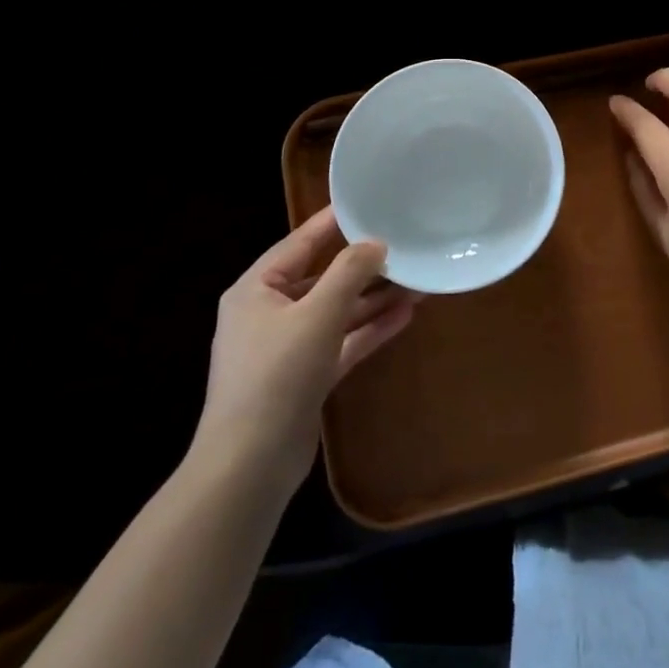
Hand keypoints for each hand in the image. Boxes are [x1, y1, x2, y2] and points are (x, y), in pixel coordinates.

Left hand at [189, 207, 420, 498]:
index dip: (334, 222)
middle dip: (365, 267)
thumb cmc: (277, 375)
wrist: (250, 464)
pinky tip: (405, 315)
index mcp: (256, 289)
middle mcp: (269, 313)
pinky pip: (342, 341)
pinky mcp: (306, 376)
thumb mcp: (316, 315)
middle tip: (405, 245)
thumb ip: (349, 273)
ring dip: (374, 299)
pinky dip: (369, 329)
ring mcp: (288, 347)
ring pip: (337, 311)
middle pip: (323, 278)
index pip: (299, 243)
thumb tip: (375, 243)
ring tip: (418, 281)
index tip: (369, 202)